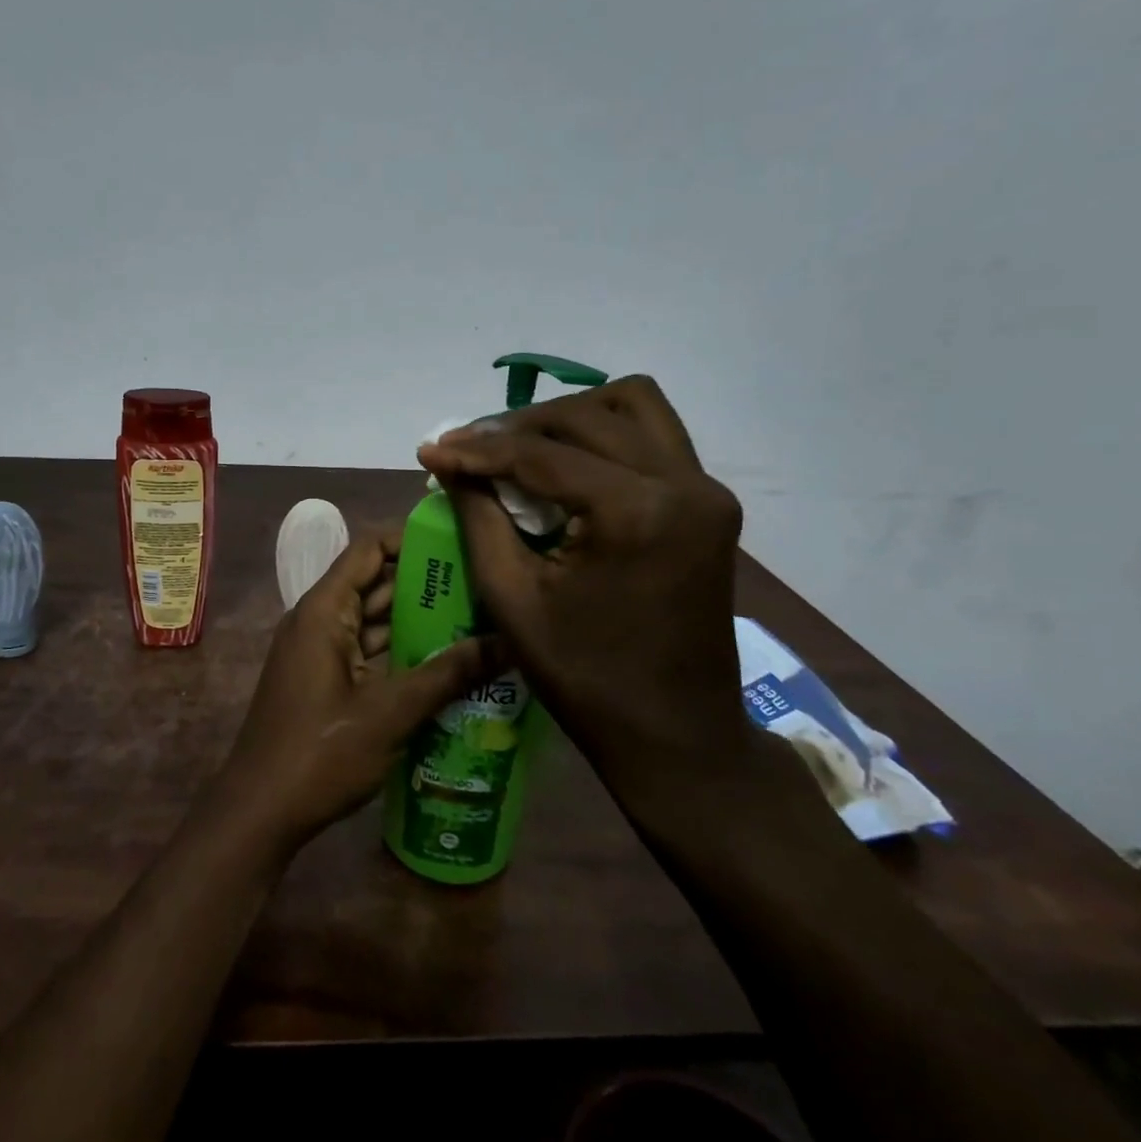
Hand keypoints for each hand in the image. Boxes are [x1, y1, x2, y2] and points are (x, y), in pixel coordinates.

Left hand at [212, 529, 500, 852]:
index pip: (369, 549)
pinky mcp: (326, 682)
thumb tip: (508, 643)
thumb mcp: (390, 712)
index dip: (411, 539)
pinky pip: (368, 653)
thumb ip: (448, 674)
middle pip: (376, 584)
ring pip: (375, 622)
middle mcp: (319, 621)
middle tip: (486, 585)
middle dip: (426, 584)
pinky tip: (448, 664)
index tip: (460, 544)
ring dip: (418, 622)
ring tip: (479, 620)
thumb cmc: (320, 752)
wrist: (261, 811)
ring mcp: (320, 653)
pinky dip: (402, 653)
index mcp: (324, 610)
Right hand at [417, 376, 797, 823]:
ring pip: (632, 407)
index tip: (430, 450)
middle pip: (588, 415)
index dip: (478, 449)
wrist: (675, 734)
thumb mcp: (512, 598)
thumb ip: (478, 517)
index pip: (542, 455)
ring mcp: (707, 490)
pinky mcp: (710, 503)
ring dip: (568, 418)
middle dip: (518, 428)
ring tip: (519, 448)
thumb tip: (449, 462)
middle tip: (469, 453)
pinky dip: (604, 435)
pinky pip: (653, 437)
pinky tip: (565, 464)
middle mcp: (684, 484)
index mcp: (636, 512)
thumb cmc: (585, 679)